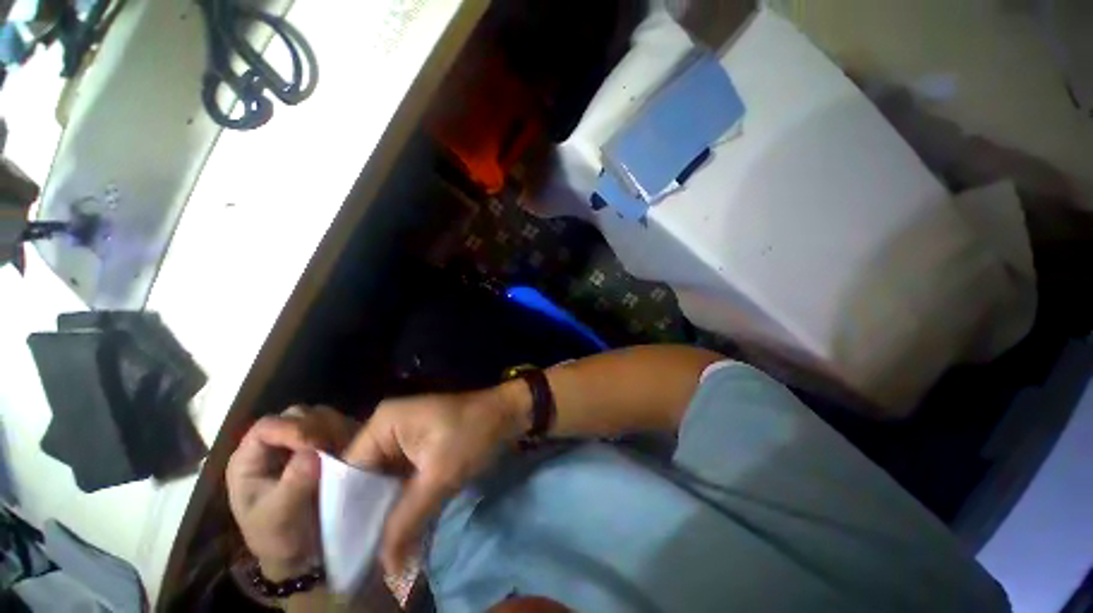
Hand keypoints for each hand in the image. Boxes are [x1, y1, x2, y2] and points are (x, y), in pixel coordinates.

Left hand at [226, 406, 359, 578]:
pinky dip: (348, 432)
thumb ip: (292, 485)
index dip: (291, 429)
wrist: (300, 552)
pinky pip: (339, 426)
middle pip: (296, 416)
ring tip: (347, 446)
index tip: (317, 444)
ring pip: (320, 417)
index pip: (267, 427)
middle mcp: (275, 445)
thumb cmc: (278, 537)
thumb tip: (312, 453)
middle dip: (317, 426)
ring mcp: (301, 445)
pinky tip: (355, 447)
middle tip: (335, 445)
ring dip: (335, 428)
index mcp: (251, 459)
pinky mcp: (325, 446)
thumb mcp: (278, 518)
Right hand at [342, 384, 530, 572]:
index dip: (346, 513)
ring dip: (386, 510)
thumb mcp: (441, 475)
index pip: (349, 473)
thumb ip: (407, 519)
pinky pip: (402, 476)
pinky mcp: (419, 445)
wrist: (509, 412)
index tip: (345, 551)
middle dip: (366, 515)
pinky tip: (399, 529)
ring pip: (384, 480)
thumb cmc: (475, 433)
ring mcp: (403, 435)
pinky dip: (402, 499)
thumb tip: (385, 568)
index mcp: (383, 423)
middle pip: (365, 478)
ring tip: (377, 550)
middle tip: (361, 557)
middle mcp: (387, 427)